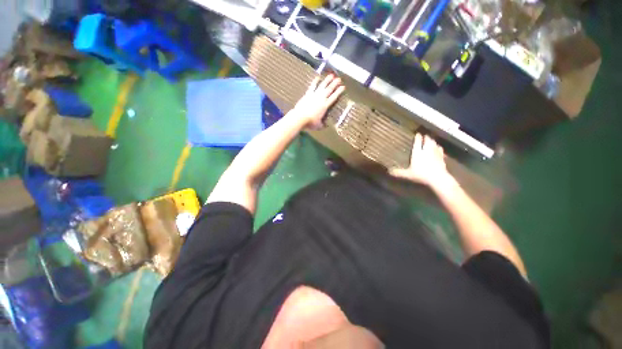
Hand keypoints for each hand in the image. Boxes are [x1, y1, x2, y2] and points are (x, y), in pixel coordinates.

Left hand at [293, 74, 344, 128]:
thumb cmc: (310, 122)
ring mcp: (314, 95)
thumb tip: (325, 125)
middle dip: (335, 84)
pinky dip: (315, 81)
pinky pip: (312, 86)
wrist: (300, 117)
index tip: (343, 87)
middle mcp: (321, 99)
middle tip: (339, 79)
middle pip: (329, 89)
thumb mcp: (318, 126)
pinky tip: (317, 77)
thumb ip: (322, 125)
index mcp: (325, 106)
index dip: (339, 92)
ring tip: (331, 75)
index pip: (334, 97)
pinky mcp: (308, 94)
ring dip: (327, 80)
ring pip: (322, 86)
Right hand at [389, 133, 452, 187]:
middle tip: (425, 135)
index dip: (417, 138)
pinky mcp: (442, 158)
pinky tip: (439, 147)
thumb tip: (389, 171)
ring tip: (431, 139)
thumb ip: (399, 172)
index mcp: (417, 153)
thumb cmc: (421, 175)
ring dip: (433, 141)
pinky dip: (439, 148)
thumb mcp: (408, 174)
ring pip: (434, 144)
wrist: (438, 178)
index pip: (417, 143)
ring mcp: (435, 154)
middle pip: (427, 141)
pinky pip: (440, 150)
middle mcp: (427, 151)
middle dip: (426, 138)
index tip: (418, 133)